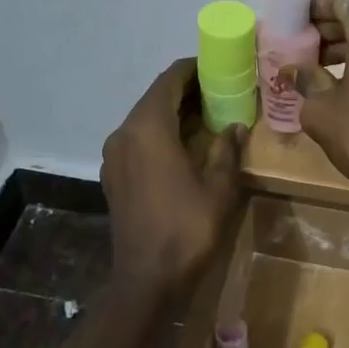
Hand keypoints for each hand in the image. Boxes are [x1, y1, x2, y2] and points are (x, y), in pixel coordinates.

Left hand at [100, 60, 245, 293]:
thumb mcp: (219, 187)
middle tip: (222, 90)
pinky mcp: (113, 174)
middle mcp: (125, 133)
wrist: (146, 280)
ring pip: (146, 118)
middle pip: (156, 96)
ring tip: (209, 116)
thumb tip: (235, 127)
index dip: (195, 68)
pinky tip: (185, 145)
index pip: (170, 79)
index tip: (220, 67)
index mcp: (148, 128)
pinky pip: (138, 138)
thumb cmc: (187, 228)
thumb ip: (227, 150)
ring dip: (174, 111)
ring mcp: (115, 155)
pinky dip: (161, 132)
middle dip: (188, 90)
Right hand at [285, 0, 348, 196]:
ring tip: (315, 62)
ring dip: (346, 45)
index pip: (339, 1)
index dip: (313, 6)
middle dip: (328, 27)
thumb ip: (306, 80)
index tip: (292, 15)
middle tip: (299, 40)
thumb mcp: (321, 108)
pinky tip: (342, 79)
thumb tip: (292, 71)